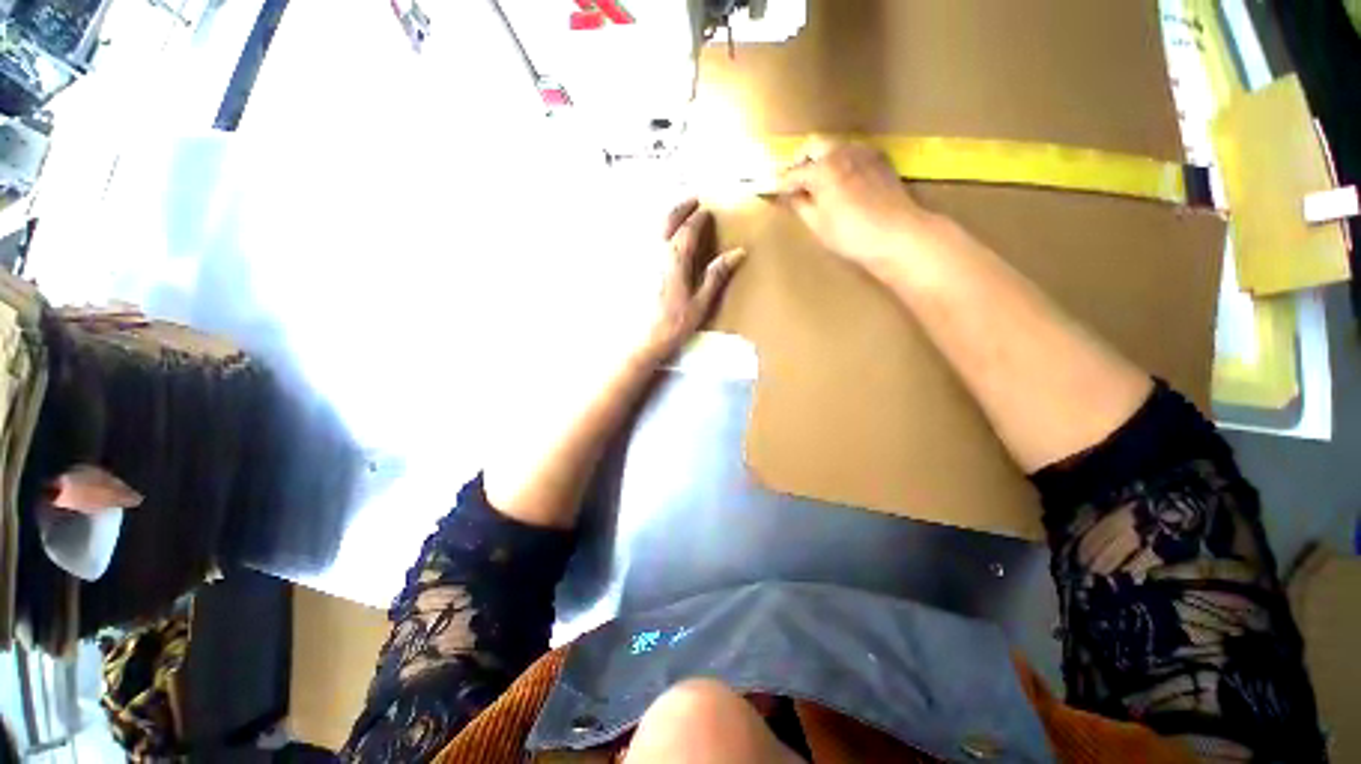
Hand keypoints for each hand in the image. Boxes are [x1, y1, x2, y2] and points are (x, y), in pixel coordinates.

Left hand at [638, 198, 745, 362]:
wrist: (644, 339)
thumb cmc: (675, 323)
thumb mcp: (701, 302)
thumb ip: (716, 275)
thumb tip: (738, 252)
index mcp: (675, 259)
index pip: (688, 229)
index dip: (699, 218)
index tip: (708, 211)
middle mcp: (656, 252)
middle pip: (667, 220)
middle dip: (681, 208)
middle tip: (693, 201)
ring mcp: (642, 259)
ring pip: (654, 228)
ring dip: (667, 216)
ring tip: (678, 215)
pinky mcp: (635, 268)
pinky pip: (645, 240)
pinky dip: (656, 231)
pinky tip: (660, 238)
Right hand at [776, 138, 936, 267]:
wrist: (897, 234)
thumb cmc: (850, 235)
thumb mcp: (818, 224)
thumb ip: (800, 205)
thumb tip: (791, 195)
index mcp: (822, 169)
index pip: (793, 173)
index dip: (781, 184)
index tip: (773, 192)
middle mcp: (841, 151)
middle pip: (813, 145)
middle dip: (800, 161)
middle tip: (795, 183)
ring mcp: (863, 152)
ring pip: (834, 145)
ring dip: (821, 159)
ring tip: (818, 183)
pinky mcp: (879, 158)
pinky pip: (852, 152)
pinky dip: (840, 161)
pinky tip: (842, 181)